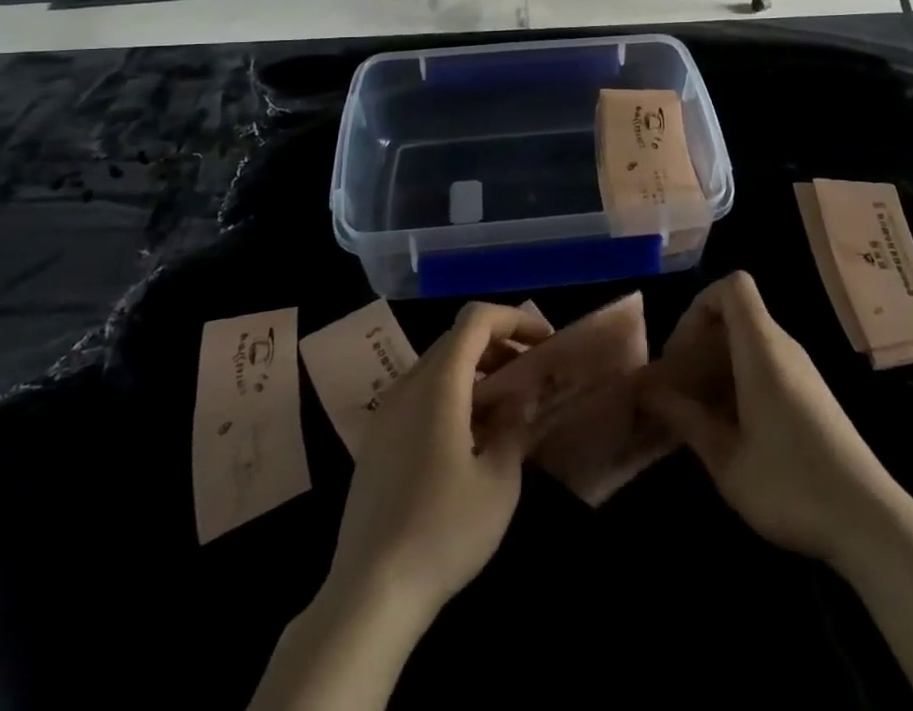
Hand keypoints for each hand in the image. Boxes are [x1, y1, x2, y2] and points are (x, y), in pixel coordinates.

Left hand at [324, 302, 550, 622]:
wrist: (369, 593)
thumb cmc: (443, 530)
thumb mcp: (498, 481)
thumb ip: (514, 426)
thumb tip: (520, 397)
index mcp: (438, 383)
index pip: (476, 319)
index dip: (513, 319)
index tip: (543, 343)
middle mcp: (407, 385)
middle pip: (455, 339)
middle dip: (497, 346)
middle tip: (529, 375)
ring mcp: (386, 413)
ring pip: (436, 367)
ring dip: (474, 372)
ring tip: (505, 408)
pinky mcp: (376, 442)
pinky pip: (419, 396)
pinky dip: (450, 396)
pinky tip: (469, 439)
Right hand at [639, 271, 894, 566]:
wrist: (870, 523)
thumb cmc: (790, 485)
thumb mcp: (725, 458)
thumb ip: (684, 418)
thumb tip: (647, 394)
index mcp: (762, 348)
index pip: (732, 286)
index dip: (699, 305)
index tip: (679, 352)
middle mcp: (783, 348)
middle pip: (735, 316)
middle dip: (698, 343)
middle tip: (675, 389)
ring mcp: (801, 372)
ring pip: (748, 344)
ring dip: (715, 367)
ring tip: (693, 414)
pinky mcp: (811, 396)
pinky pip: (764, 367)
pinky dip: (737, 383)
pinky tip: (727, 430)